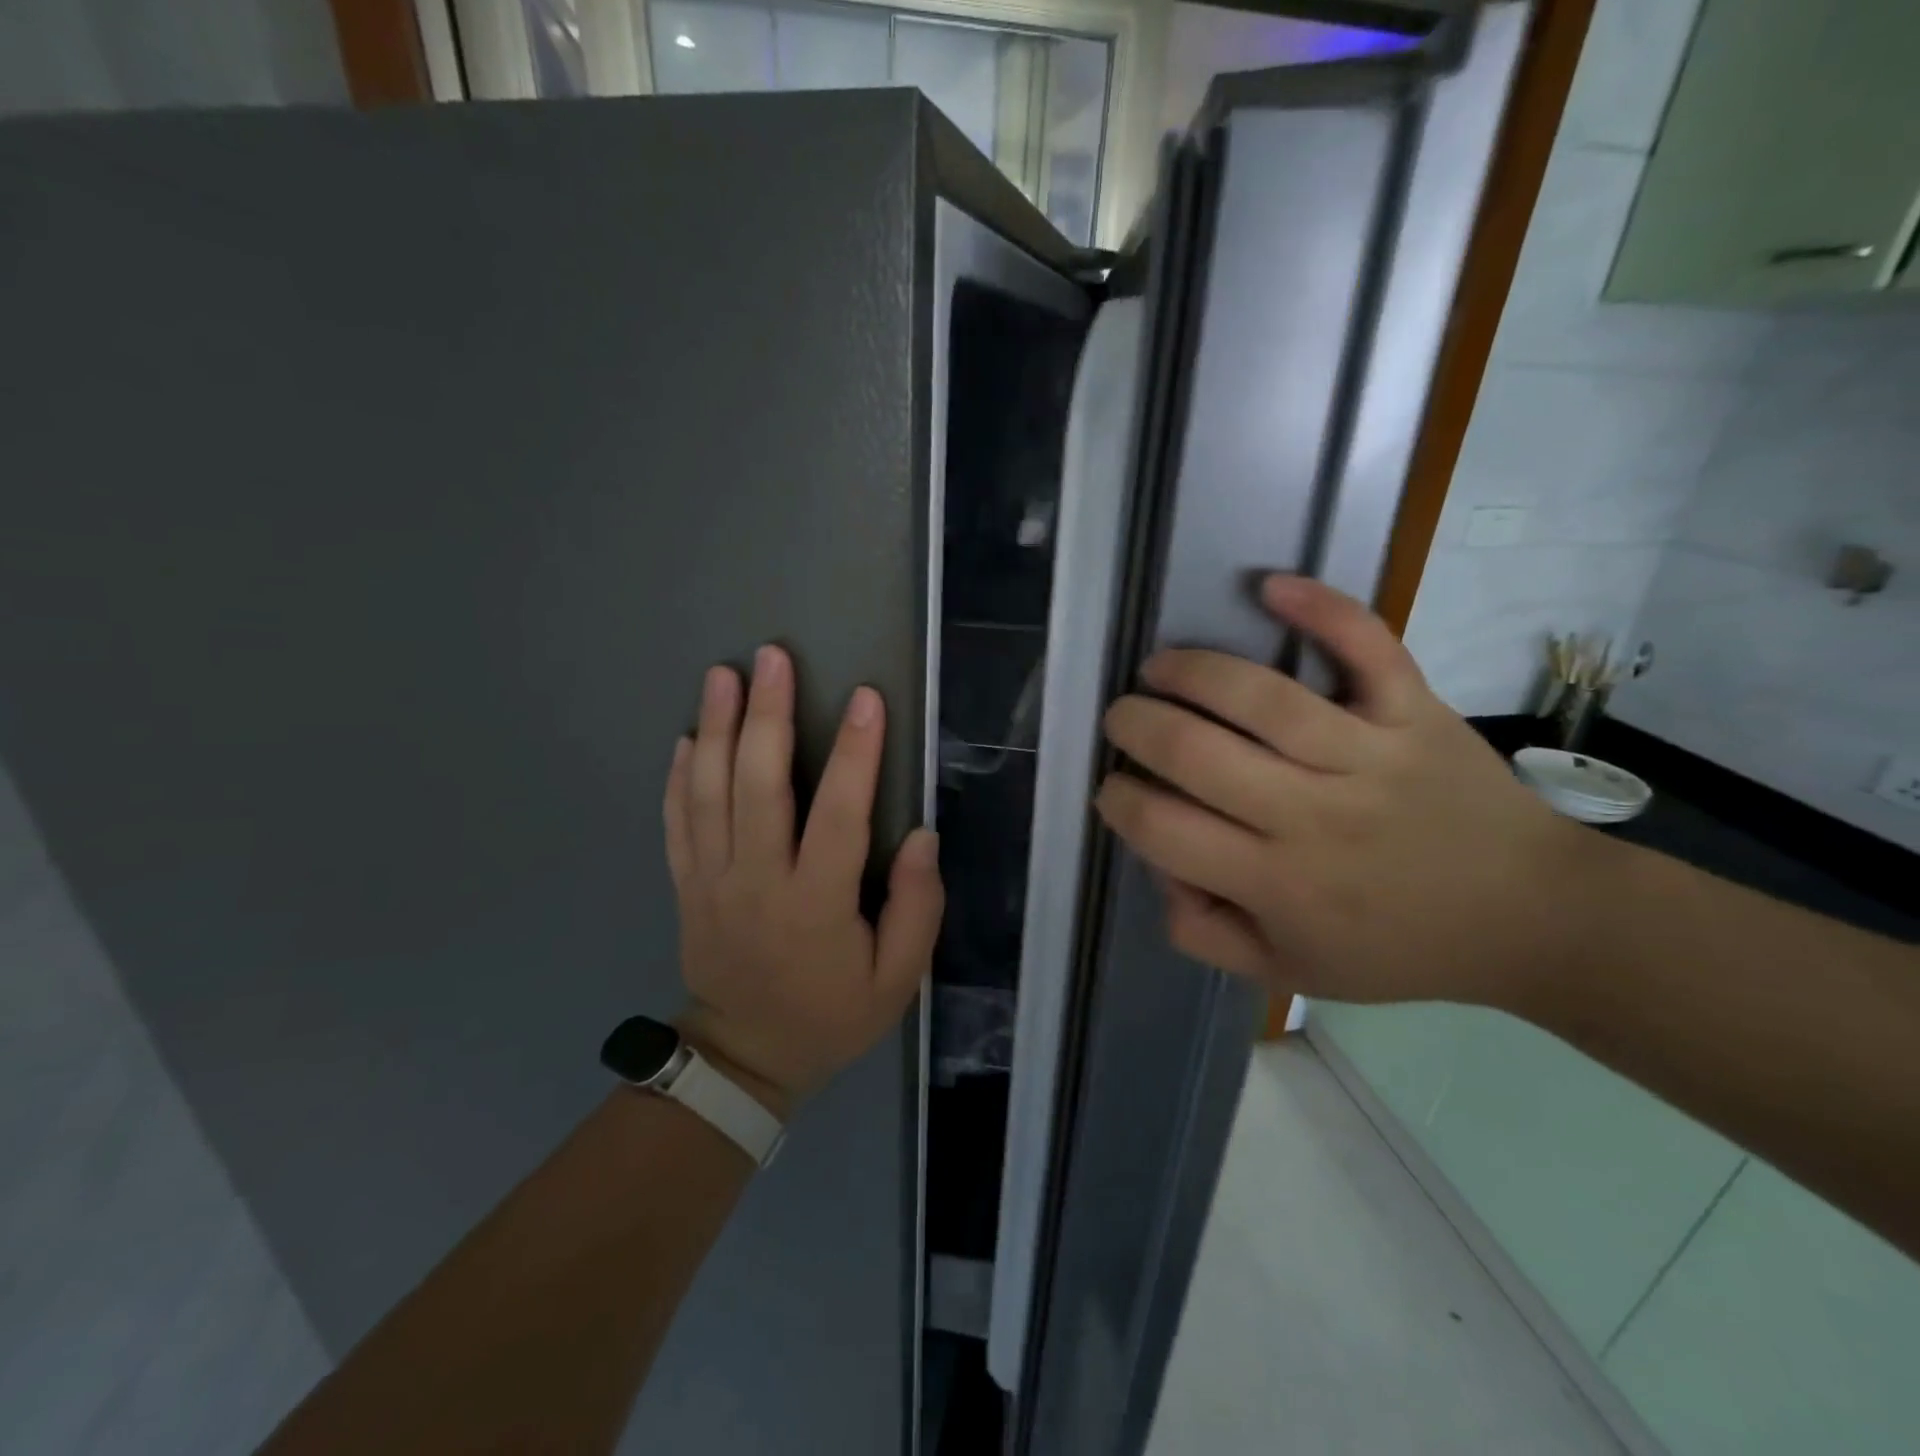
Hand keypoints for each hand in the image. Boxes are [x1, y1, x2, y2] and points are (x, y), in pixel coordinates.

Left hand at [664, 645, 943, 1116]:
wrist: (745, 1057)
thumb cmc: (830, 1015)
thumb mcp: (896, 981)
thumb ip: (917, 908)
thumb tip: (921, 837)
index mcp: (815, 904)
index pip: (839, 816)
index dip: (857, 755)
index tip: (867, 698)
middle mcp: (757, 880)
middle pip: (757, 786)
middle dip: (767, 716)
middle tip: (772, 658)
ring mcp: (711, 880)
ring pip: (708, 792)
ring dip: (715, 728)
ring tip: (722, 675)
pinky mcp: (686, 884)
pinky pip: (676, 821)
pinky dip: (678, 775)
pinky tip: (687, 736)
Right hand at [1094, 576, 1589, 1011]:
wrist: (1529, 916)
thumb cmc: (1397, 947)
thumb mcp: (1287, 970)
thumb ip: (1204, 935)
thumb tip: (1161, 870)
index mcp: (1276, 883)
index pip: (1162, 828)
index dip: (1118, 800)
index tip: (1115, 787)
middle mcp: (1312, 815)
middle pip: (1195, 752)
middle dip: (1135, 726)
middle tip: (1123, 719)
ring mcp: (1368, 755)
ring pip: (1261, 697)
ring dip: (1190, 670)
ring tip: (1159, 667)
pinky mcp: (1414, 712)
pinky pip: (1366, 649)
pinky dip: (1320, 609)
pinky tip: (1268, 586)